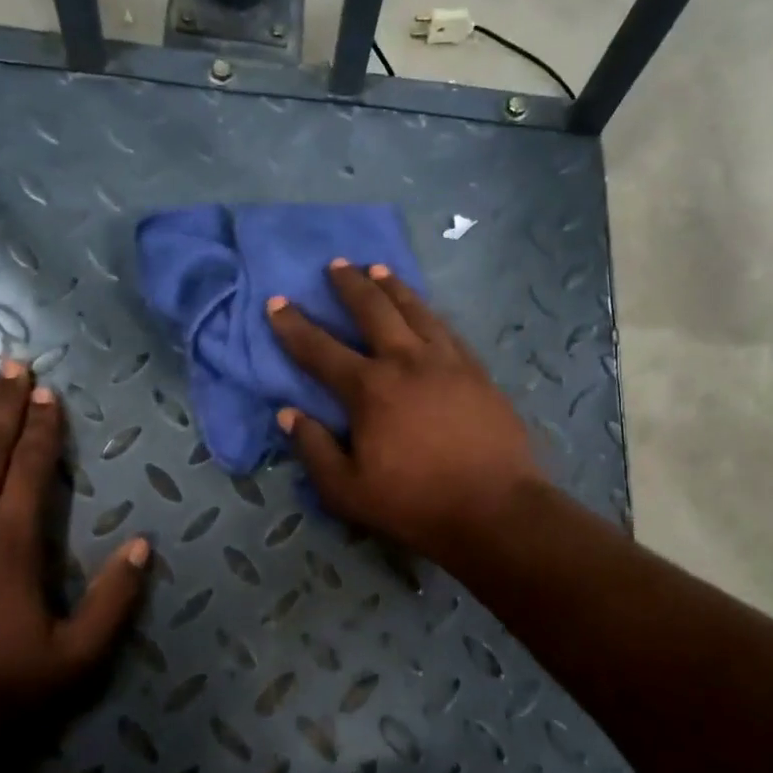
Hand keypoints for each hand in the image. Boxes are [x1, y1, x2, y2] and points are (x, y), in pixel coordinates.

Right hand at [266, 261, 543, 559]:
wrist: (494, 508)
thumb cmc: (415, 503)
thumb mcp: (347, 491)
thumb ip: (314, 449)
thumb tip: (288, 413)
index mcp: (369, 389)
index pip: (321, 349)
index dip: (294, 326)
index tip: (277, 302)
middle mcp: (406, 361)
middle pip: (373, 310)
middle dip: (350, 285)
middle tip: (336, 265)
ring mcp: (447, 361)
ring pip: (415, 310)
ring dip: (393, 286)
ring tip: (379, 269)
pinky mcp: (477, 371)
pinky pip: (446, 328)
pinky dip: (428, 311)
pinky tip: (425, 310)